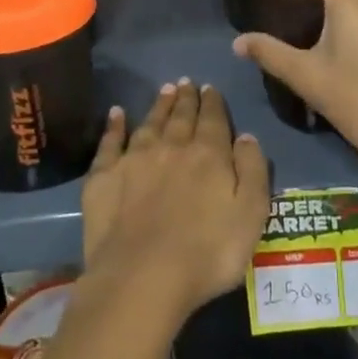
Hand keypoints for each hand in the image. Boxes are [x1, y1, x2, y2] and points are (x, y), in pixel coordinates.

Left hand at [80, 81, 270, 323]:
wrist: (142, 276)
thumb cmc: (207, 253)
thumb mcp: (251, 215)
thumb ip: (253, 170)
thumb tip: (246, 136)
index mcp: (208, 155)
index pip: (213, 120)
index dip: (212, 102)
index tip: (209, 87)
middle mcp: (171, 147)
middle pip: (181, 116)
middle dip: (186, 98)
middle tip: (186, 83)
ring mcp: (135, 158)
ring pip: (150, 122)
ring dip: (159, 105)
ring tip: (165, 89)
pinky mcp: (105, 176)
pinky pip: (110, 142)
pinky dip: (114, 125)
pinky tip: (116, 113)